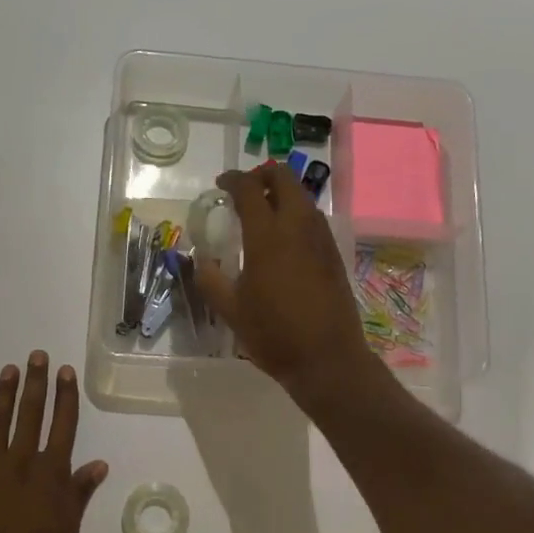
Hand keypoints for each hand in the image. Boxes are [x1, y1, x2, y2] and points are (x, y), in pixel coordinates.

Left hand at [0, 352, 109, 532]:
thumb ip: (79, 494)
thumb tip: (98, 464)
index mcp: (50, 476)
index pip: (62, 425)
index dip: (64, 396)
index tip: (65, 371)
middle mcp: (19, 467)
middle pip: (29, 416)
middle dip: (34, 383)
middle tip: (35, 356)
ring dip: (1, 397)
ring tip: (6, 372)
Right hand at [196, 162, 381, 409]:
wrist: (328, 359)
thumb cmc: (274, 334)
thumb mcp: (231, 310)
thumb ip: (210, 279)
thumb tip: (200, 260)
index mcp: (268, 236)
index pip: (250, 189)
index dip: (233, 180)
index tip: (221, 184)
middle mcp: (298, 227)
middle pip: (285, 178)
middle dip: (263, 174)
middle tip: (245, 189)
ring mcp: (320, 239)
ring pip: (303, 196)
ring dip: (282, 192)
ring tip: (263, 211)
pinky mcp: (333, 254)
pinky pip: (314, 218)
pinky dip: (296, 212)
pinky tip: (284, 237)